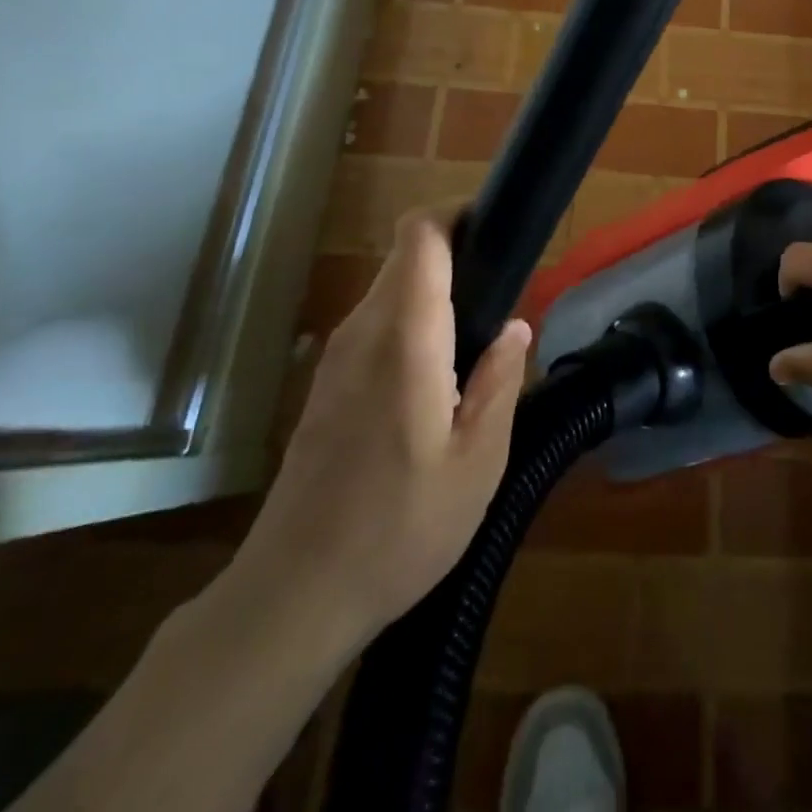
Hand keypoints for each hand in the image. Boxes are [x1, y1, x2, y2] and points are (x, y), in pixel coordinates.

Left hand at [226, 209, 529, 660]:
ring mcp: (337, 357)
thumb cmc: (399, 529)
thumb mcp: (477, 464)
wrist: (293, 596)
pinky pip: (377, 325)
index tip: (497, 231)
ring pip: (392, 290)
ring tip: (480, 343)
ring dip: (437, 295)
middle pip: (408, 258)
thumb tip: (517, 327)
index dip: (457, 215)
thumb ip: (500, 383)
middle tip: (505, 300)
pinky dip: (413, 324)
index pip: (420, 237)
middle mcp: (364, 332)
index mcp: (405, 339)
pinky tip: (440, 379)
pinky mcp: (327, 383)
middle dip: (458, 258)